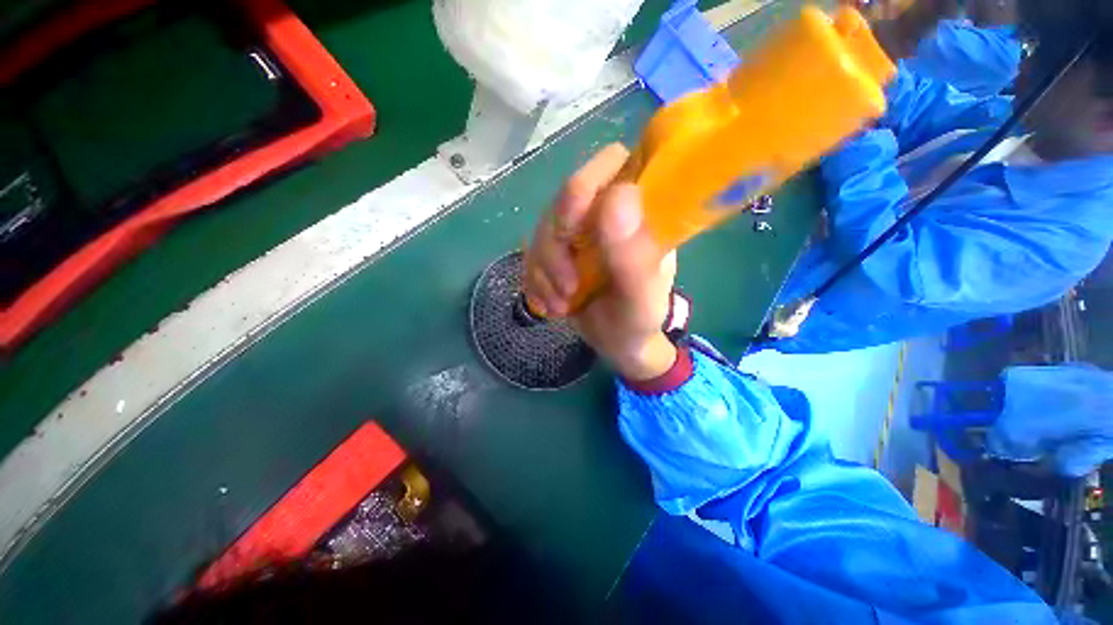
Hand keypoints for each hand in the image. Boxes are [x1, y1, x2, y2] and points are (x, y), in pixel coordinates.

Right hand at [524, 143, 677, 381]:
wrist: (618, 343)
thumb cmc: (638, 320)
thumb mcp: (640, 297)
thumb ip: (634, 254)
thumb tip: (618, 195)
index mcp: (637, 212)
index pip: (614, 163)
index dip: (587, 184)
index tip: (574, 227)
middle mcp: (605, 214)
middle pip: (564, 200)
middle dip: (557, 246)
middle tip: (569, 286)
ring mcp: (578, 233)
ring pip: (542, 230)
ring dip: (545, 272)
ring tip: (563, 303)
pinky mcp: (558, 253)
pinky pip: (531, 255)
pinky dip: (536, 282)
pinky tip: (551, 304)